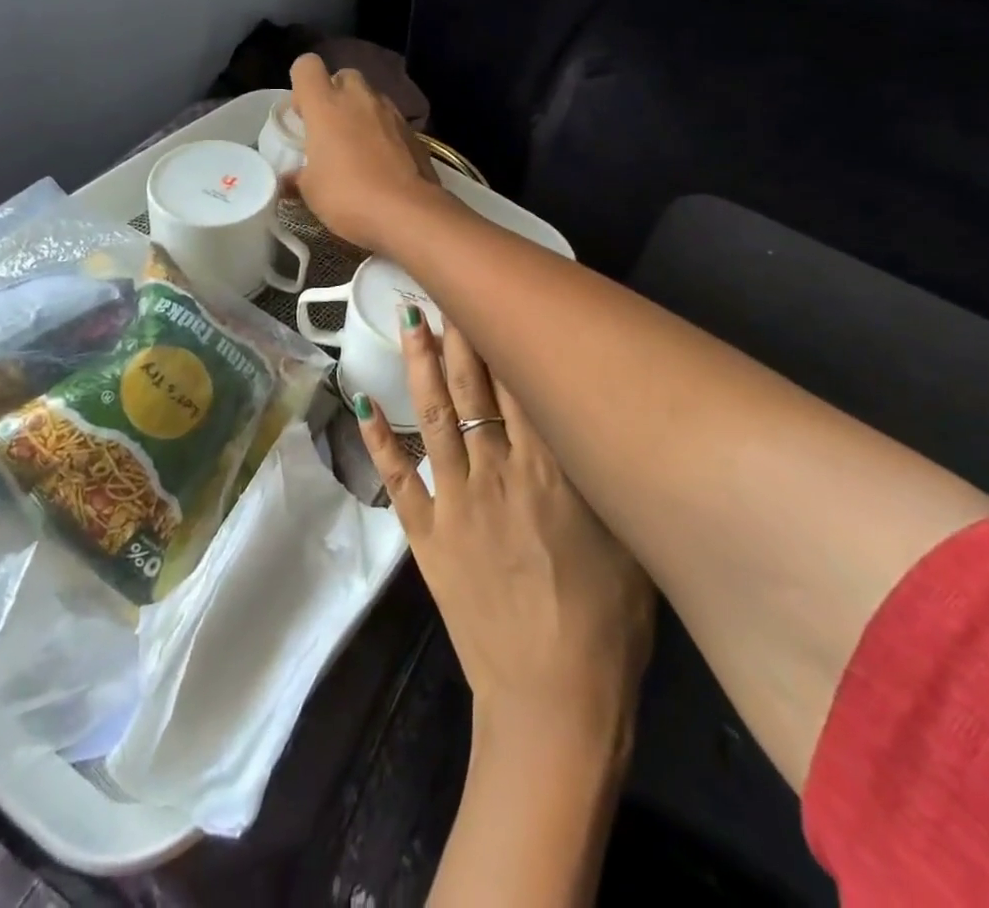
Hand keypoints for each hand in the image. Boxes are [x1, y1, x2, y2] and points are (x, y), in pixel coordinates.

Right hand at [288, 52, 438, 252]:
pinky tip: (382, 162)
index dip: (301, 84)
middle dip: (335, 95)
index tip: (302, 114)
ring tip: (356, 148)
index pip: (307, 66)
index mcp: (326, 105)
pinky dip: (384, 133)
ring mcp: (391, 112)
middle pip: (344, 76)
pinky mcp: (414, 131)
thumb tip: (289, 180)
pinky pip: (392, 121)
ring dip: (361, 113)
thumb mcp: (311, 192)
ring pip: (371, 97)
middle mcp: (360, 98)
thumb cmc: (348, 196)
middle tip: (329, 129)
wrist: (408, 212)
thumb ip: (298, 177)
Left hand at [352, 311, 654, 758]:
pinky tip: (362, 401)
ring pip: (435, 416)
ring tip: (410, 319)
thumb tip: (586, 419)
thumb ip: (601, 474)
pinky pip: (398, 478)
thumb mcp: (626, 539)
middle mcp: (497, 472)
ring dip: (421, 365)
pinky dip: (378, 438)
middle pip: (476, 389)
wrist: (553, 701)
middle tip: (446, 286)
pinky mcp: (427, 535)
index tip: (493, 296)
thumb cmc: (606, 624)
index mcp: (550, 471)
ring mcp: (455, 502)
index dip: (505, 337)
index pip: (521, 385)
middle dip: (462, 334)